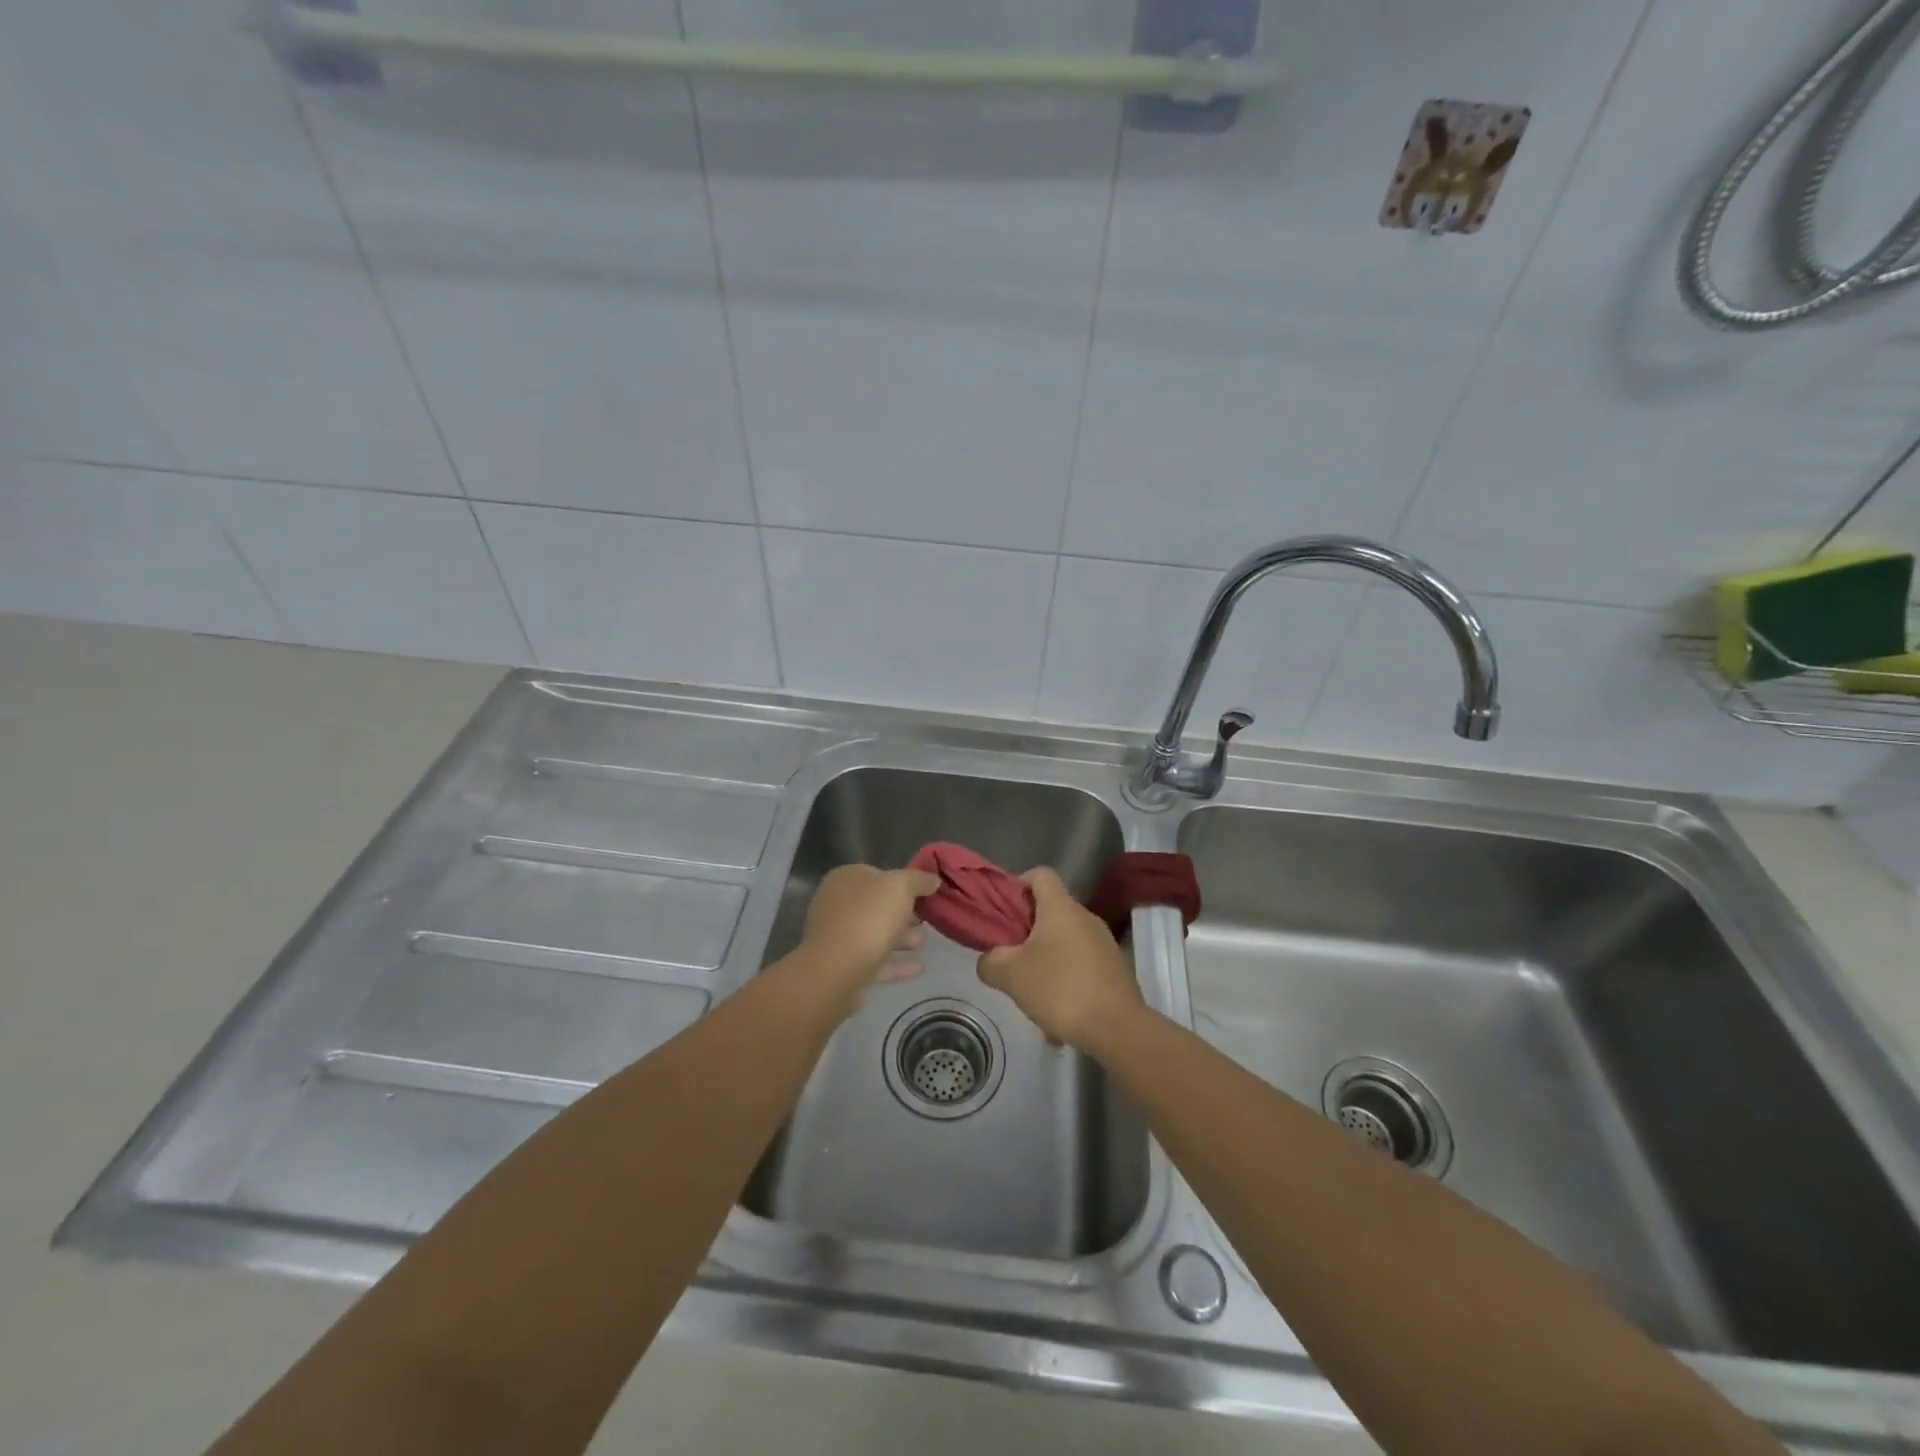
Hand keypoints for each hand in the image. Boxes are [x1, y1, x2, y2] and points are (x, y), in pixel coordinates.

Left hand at [799, 864, 940, 1013]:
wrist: (836, 973)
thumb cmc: (868, 918)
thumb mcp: (900, 886)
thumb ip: (918, 880)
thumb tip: (932, 879)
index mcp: (846, 879)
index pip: (879, 874)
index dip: (905, 882)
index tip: (928, 894)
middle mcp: (838, 904)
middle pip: (878, 905)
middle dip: (904, 912)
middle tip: (928, 919)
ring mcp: (839, 938)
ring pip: (876, 933)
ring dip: (901, 937)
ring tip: (923, 943)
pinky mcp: (844, 968)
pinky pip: (876, 961)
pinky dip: (896, 963)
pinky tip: (919, 967)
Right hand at [977, 867, 1145, 1053]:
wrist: (1118, 1029)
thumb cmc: (1060, 989)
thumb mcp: (1011, 975)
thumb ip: (990, 961)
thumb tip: (990, 959)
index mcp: (1061, 907)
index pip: (1040, 874)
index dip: (1018, 885)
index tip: (1004, 913)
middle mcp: (1085, 917)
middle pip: (1050, 911)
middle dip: (1026, 933)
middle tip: (1010, 960)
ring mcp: (1104, 943)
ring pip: (1064, 943)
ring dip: (1045, 963)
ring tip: (1031, 996)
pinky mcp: (1114, 969)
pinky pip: (1080, 966)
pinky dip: (1065, 983)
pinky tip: (1056, 1017)